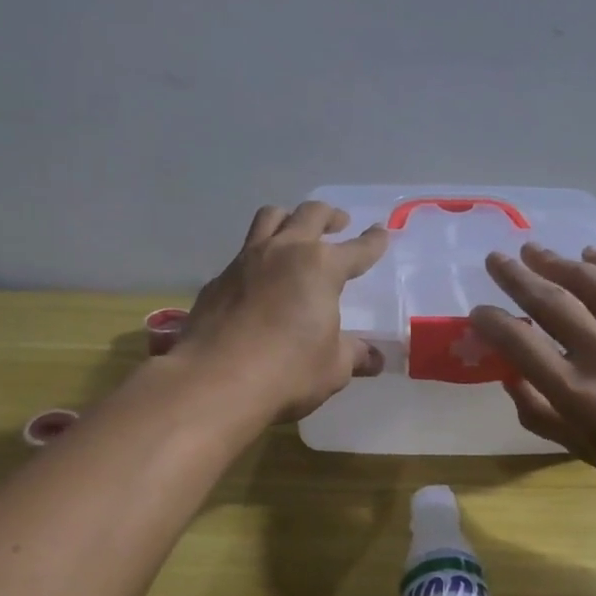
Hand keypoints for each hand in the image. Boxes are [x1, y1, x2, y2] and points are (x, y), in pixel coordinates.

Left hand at [178, 202, 390, 422]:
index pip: (357, 248)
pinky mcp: (218, 279)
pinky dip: (258, 256)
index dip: (373, 241)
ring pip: (270, 218)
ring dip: (289, 218)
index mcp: (321, 267)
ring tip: (295, 232)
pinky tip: (259, 278)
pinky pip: (242, 253)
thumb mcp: (333, 368)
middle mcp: (285, 251)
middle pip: (310, 214)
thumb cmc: (287, 371)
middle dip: (330, 215)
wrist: (214, 381)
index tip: (381, 232)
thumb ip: (354, 355)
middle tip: (339, 222)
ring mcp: (246, 261)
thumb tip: (374, 358)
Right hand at [469, 244, 595, 508]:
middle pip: (549, 300)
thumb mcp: (583, 451)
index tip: (478, 311)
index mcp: (579, 393)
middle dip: (515, 276)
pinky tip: (592, 256)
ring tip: (533, 251)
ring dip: (555, 261)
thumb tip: (508, 375)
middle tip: (496, 259)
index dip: (491, 322)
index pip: (520, 343)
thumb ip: (540, 413)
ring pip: (589, 279)